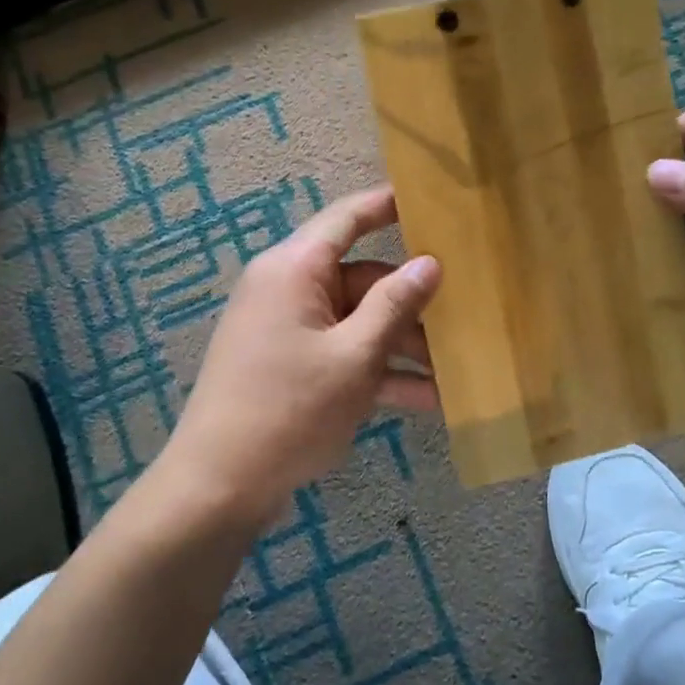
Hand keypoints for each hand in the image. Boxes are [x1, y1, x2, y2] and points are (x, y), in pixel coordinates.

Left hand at [154, 186, 440, 527]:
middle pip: (361, 279)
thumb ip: (395, 305)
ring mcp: (289, 331)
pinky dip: (378, 372)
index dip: (387, 204)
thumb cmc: (290, 410)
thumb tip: (429, 262)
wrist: (220, 486)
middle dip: (410, 301)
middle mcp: (288, 290)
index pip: (347, 219)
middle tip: (464, 313)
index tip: (429, 197)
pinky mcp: (291, 367)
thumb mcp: (354, 357)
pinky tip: (429, 398)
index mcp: (294, 270)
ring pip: (357, 322)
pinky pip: (342, 355)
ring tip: (456, 368)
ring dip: (401, 344)